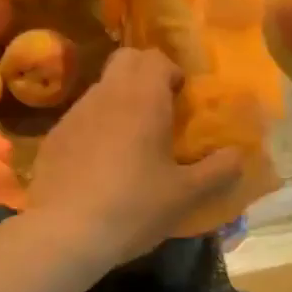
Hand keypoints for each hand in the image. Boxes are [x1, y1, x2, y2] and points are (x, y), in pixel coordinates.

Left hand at [28, 47, 242, 265]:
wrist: (63, 233)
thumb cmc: (133, 207)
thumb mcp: (185, 195)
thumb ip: (218, 171)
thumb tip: (238, 155)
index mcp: (143, 98)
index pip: (155, 57)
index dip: (171, 72)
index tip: (182, 100)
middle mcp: (107, 94)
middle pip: (126, 60)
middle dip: (145, 74)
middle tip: (160, 110)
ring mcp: (74, 113)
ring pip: (102, 88)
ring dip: (120, 101)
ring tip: (131, 142)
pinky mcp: (53, 137)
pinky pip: (80, 117)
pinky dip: (95, 126)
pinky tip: (99, 165)